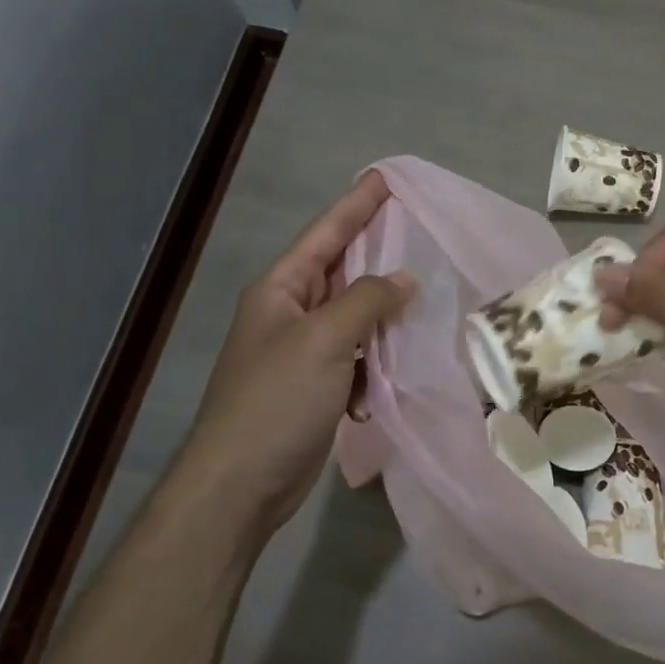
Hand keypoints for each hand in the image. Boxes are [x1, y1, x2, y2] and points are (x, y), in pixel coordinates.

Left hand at [184, 172, 413, 542]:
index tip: (384, 179)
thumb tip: (405, 279)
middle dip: (376, 253)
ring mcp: (303, 353)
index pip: (325, 235)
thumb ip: (366, 301)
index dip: (356, 206)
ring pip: (354, 318)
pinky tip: (397, 368)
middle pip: (340, 272)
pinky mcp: (317, 388)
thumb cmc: (276, 401)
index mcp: (280, 290)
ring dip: (383, 313)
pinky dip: (376, 361)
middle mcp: (290, 314)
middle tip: (417, 229)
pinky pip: (357, 358)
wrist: (240, 485)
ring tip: (423, 294)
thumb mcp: (323, 340)